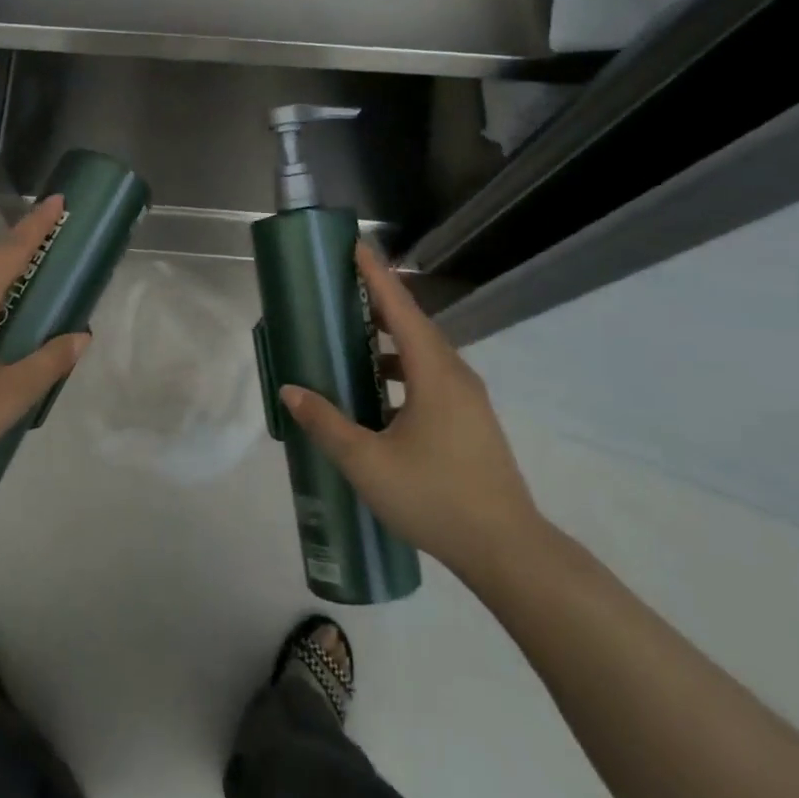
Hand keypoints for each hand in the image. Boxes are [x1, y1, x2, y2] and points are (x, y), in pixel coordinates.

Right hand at [278, 244, 545, 585]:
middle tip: (343, 289)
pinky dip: (402, 369)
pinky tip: (379, 394)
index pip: (401, 310)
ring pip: (425, 354)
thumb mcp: (367, 463)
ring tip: (354, 339)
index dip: (376, 277)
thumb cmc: (435, 498)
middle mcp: (455, 376)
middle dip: (380, 303)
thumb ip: (326, 423)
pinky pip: (432, 377)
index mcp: (434, 374)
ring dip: (390, 340)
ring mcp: (468, 399)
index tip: (356, 247)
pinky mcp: (471, 421)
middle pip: (414, 325)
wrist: (507, 550)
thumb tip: (291, 390)